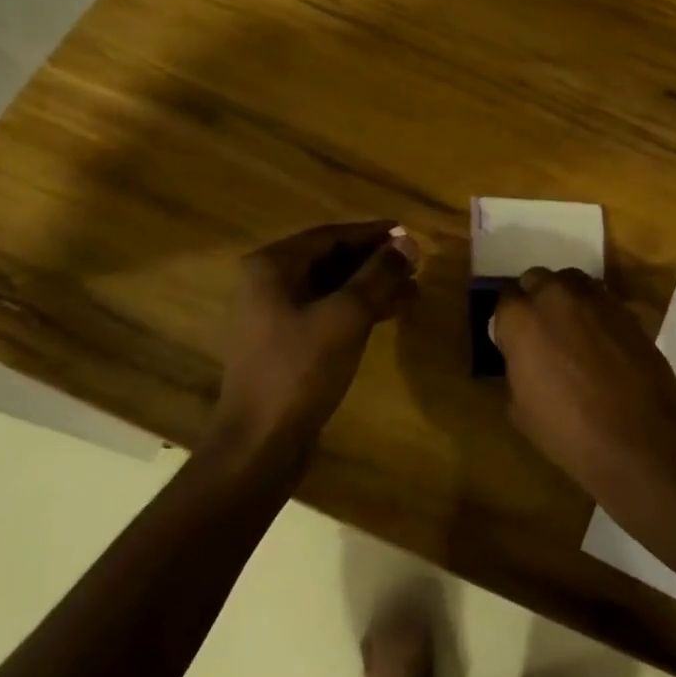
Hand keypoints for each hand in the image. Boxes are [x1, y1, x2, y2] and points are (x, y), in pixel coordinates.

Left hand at [213, 221, 419, 454]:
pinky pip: (327, 313)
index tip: (407, 233)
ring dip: (371, 286)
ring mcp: (274, 315)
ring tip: (413, 290)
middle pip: (330, 260)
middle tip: (415, 264)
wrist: (260, 444)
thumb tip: (407, 242)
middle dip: (374, 261)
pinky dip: (358, 310)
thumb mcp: (346, 316)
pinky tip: (390, 314)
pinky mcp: (285, 344)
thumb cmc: (300, 370)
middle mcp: (268, 284)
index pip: (330, 236)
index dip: (372, 233)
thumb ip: (378, 275)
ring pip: (332, 288)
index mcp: (272, 267)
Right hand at [491, 266, 675, 494]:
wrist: (639, 439)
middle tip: (540, 332)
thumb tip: (522, 359)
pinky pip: (602, 299)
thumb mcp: (520, 410)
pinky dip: (595, 312)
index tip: (512, 344)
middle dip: (534, 300)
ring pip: (571, 282)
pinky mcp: (626, 309)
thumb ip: (515, 370)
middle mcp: (555, 296)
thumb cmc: (569, 431)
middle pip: (536, 280)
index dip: (507, 323)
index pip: (504, 302)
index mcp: (521, 319)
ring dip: (565, 298)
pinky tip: (601, 340)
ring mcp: (595, 299)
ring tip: (571, 329)